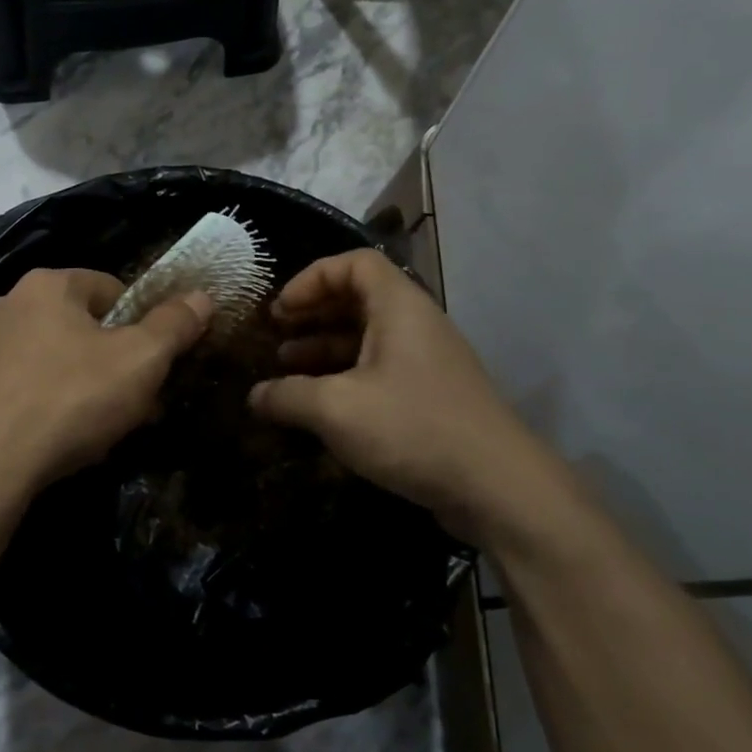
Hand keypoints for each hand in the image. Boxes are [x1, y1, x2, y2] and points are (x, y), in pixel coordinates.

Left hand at [0, 268, 213, 495]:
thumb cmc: (69, 399)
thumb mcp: (140, 361)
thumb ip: (174, 325)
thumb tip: (202, 297)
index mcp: (49, 284)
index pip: (114, 289)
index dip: (144, 325)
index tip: (156, 366)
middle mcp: (10, 305)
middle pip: (84, 327)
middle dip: (115, 362)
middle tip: (136, 403)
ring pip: (56, 361)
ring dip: (85, 388)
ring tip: (102, 429)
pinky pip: (27, 389)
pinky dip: (50, 407)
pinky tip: (61, 441)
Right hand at [249, 249, 581, 541]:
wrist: (497, 487)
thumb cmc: (412, 428)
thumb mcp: (336, 409)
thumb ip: (287, 396)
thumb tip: (254, 396)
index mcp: (399, 307)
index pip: (354, 264)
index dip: (311, 279)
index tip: (281, 310)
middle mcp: (416, 324)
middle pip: (358, 299)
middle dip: (312, 315)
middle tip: (276, 337)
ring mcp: (427, 362)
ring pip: (367, 338)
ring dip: (324, 348)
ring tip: (286, 371)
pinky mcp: (430, 396)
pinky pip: (379, 370)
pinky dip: (345, 377)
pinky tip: (319, 405)